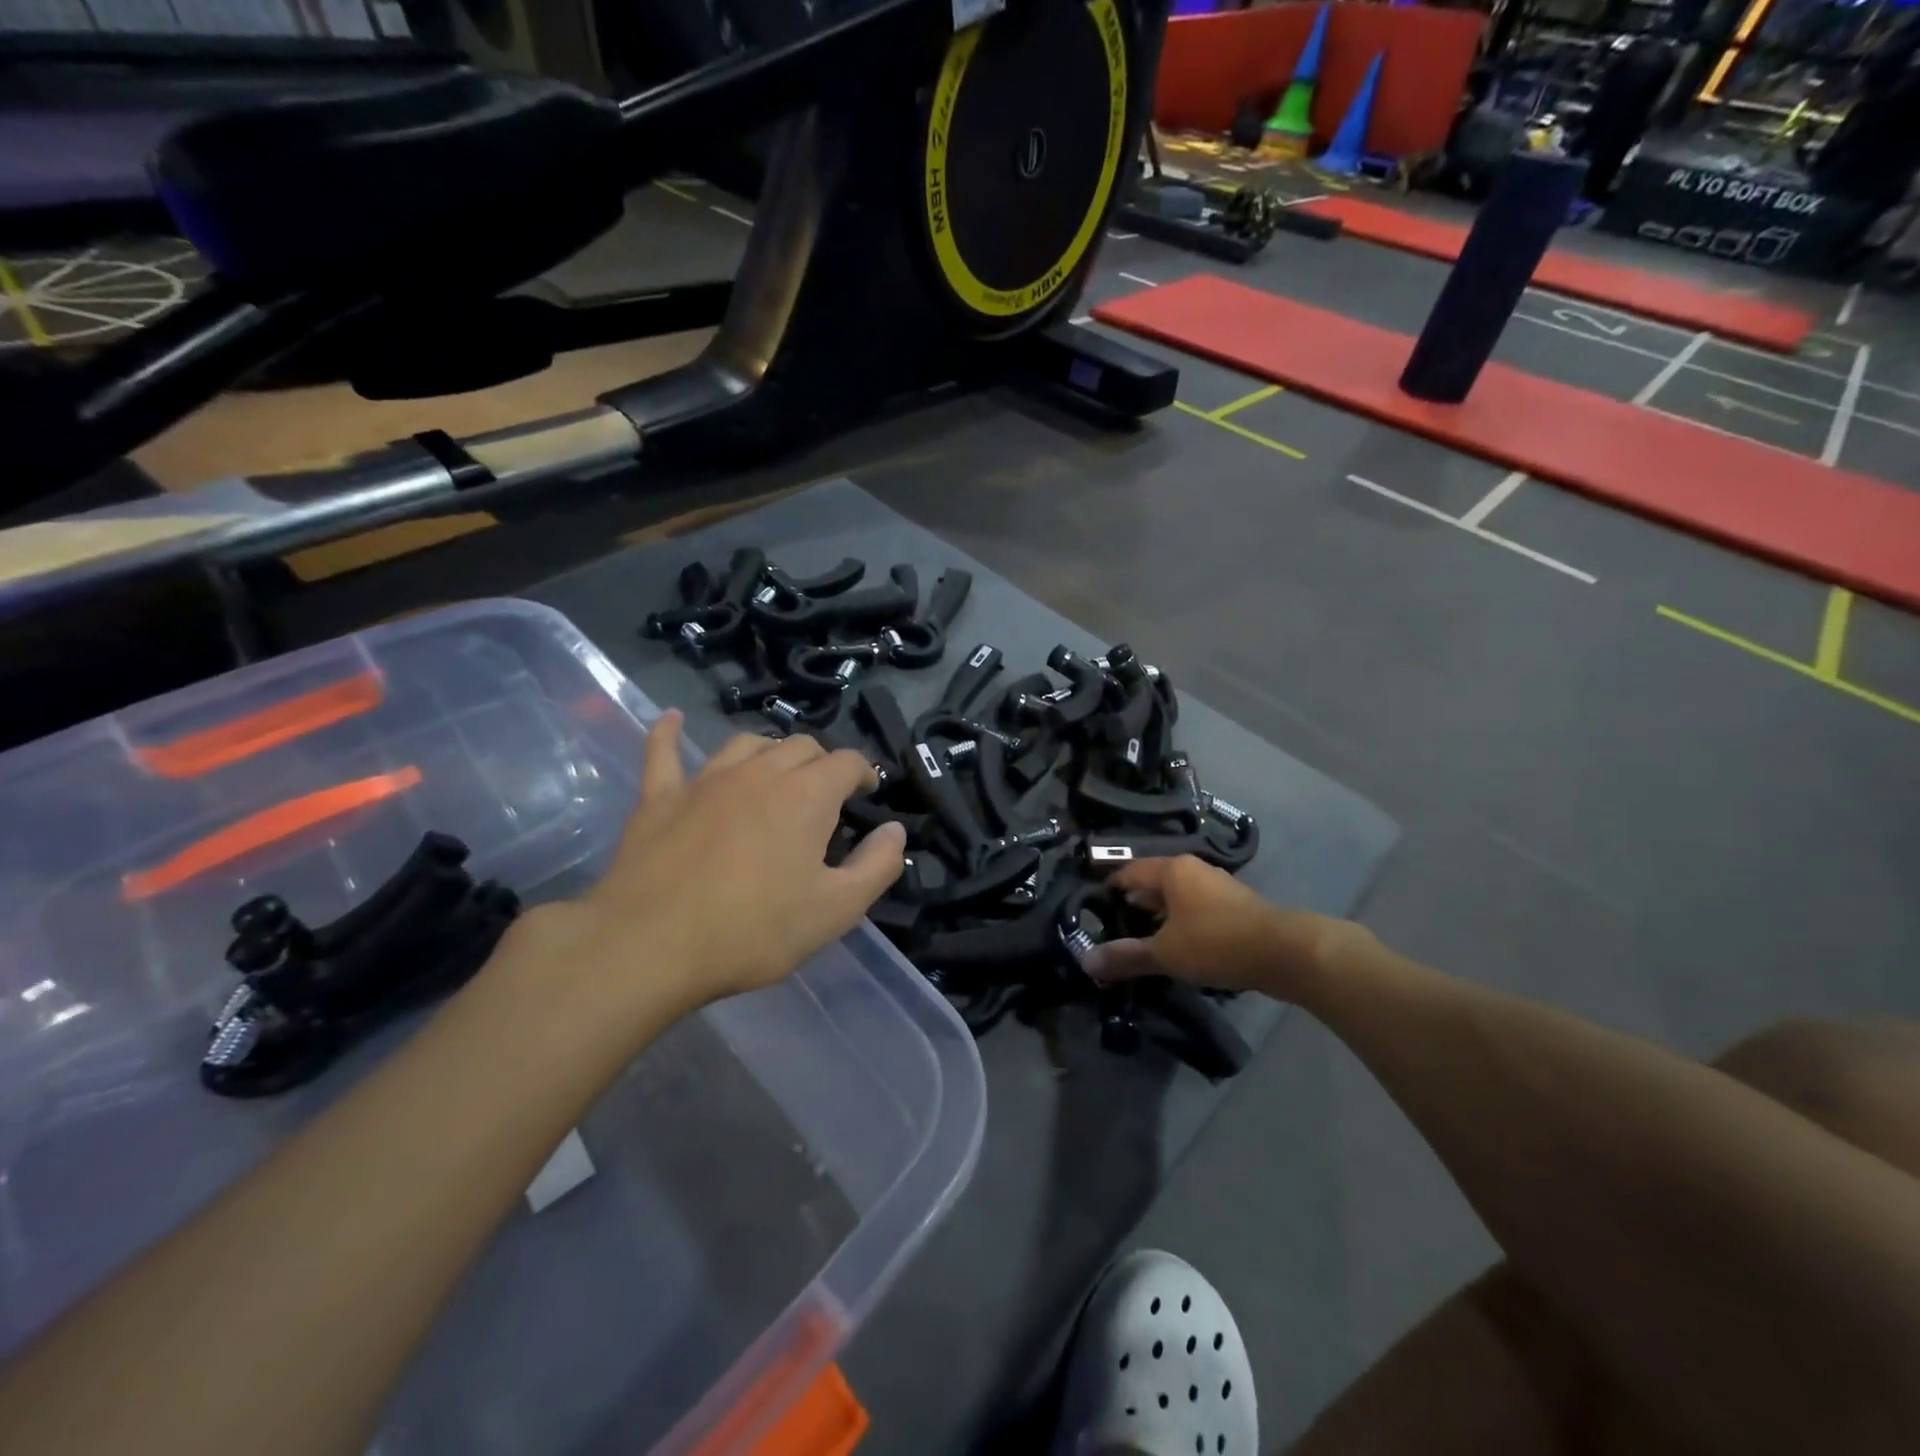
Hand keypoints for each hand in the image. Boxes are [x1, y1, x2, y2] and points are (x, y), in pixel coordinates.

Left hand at [553, 712, 906, 1014]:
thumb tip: (894, 831)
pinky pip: (664, 753)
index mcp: (806, 795)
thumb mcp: (835, 911)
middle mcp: (759, 772)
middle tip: (825, 795)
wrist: (649, 945)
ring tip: (775, 773)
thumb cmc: (753, 930)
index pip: (846, 762)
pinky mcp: (660, 797)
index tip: (867, 794)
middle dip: (821, 763)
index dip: (863, 773)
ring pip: (746, 744)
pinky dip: (670, 734)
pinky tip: (672, 720)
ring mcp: (705, 780)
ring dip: (768, 752)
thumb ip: (876, 867)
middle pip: (800, 747)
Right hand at [1083, 855, 1366, 1000]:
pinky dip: (1180, 922)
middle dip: (1133, 902)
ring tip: (1140, 938)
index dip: (1109, 887)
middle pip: (1152, 882)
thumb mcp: (1165, 953)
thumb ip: (1126, 956)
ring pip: (1175, 896)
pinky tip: (1176, 945)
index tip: (1092, 905)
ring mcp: (1216, 886)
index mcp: (1172, 870)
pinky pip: (1194, 908)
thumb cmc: (1217, 942)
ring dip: (1158, 915)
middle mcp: (1193, 870)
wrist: (1284, 953)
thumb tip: (1086, 961)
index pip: (1129, 871)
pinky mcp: (1233, 906)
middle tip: (1111, 925)